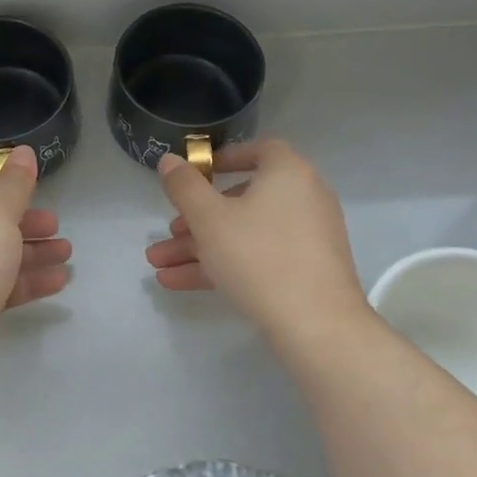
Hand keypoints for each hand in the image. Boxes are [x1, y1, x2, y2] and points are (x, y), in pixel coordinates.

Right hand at [144, 140, 367, 343]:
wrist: (317, 325)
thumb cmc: (259, 257)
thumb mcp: (209, 219)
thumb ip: (184, 186)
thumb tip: (169, 160)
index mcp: (288, 173)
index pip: (258, 150)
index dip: (223, 159)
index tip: (196, 174)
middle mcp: (303, 198)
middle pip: (241, 200)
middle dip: (196, 219)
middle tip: (168, 232)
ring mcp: (306, 238)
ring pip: (243, 234)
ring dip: (199, 247)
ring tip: (158, 265)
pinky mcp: (304, 271)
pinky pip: (257, 257)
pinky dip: (222, 265)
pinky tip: (178, 282)